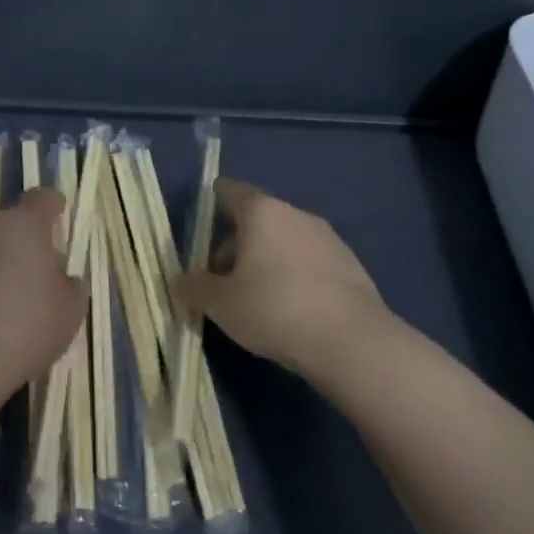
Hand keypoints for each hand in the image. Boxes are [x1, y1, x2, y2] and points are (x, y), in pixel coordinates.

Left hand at [0, 188, 83, 398]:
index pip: (41, 199)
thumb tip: (65, 280)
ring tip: (12, 302)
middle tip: (42, 275)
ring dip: (0, 265)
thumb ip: (72, 287)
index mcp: (23, 225)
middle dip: (26, 243)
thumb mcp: (69, 311)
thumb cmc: (26, 326)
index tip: (60, 214)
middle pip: (11, 225)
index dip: (53, 205)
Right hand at [176, 179, 399, 383]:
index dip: (215, 199)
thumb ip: (194, 287)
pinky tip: (291, 311)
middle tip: (223, 281)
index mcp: (262, 213)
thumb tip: (181, 281)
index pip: (231, 191)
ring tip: (257, 301)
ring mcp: (329, 239)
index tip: (206, 214)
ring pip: (285, 242)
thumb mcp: (220, 303)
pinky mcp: (352, 267)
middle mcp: (296, 215)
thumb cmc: (274, 309)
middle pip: (257, 220)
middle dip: (236, 245)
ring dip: (267, 262)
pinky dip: (295, 277)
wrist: (352, 343)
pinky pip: (310, 263)